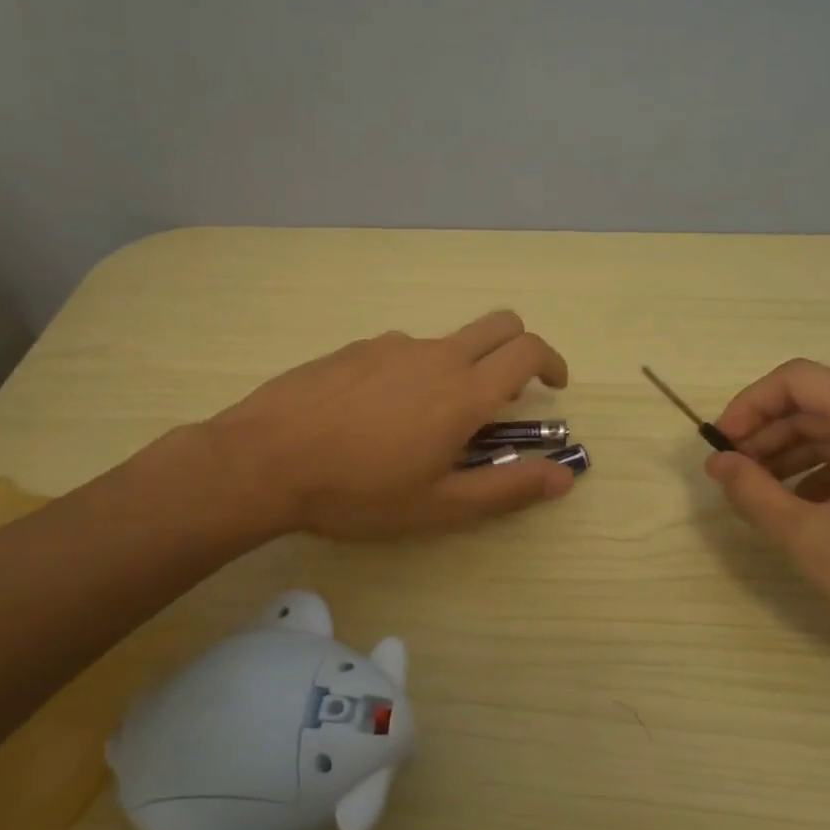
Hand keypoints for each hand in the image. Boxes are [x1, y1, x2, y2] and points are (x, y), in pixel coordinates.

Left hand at [197, 310, 575, 538]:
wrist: (264, 460)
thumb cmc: (358, 491)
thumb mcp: (439, 505)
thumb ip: (508, 488)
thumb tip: (565, 476)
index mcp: (465, 392)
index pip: (528, 351)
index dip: (552, 362)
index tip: (554, 386)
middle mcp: (437, 356)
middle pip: (499, 324)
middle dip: (519, 347)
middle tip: (509, 392)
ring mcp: (393, 346)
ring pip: (448, 342)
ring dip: (461, 368)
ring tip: (427, 424)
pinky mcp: (357, 348)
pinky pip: (403, 351)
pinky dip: (415, 373)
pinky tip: (378, 416)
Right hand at [704, 359, 829, 679]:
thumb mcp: (814, 538)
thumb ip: (755, 493)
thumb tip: (719, 464)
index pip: (796, 379)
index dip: (748, 406)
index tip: (720, 446)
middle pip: (819, 405)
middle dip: (768, 437)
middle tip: (733, 478)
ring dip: (795, 457)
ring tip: (762, 497)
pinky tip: (809, 510)